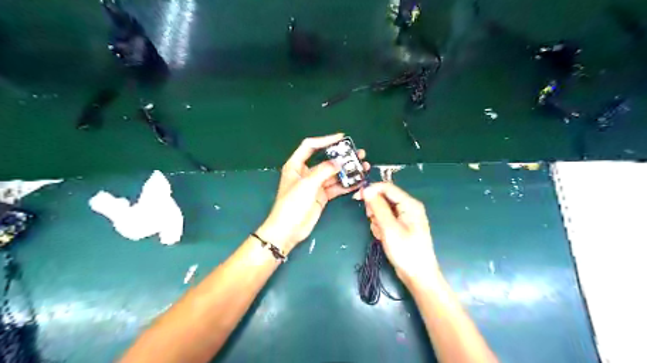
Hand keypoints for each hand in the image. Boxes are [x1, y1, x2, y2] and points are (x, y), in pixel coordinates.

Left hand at [258, 132, 369, 252]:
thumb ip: (324, 171)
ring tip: (363, 166)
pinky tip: (358, 181)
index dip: (325, 140)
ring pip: (333, 174)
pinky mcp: (322, 196)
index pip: (310, 146)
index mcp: (296, 165)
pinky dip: (347, 184)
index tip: (341, 138)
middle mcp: (306, 173)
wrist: (288, 230)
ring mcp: (315, 185)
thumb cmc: (292, 204)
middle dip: (341, 157)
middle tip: (358, 154)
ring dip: (347, 171)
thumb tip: (339, 162)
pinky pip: (336, 187)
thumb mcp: (307, 184)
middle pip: (325, 160)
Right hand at [354, 183, 439, 285]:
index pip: (387, 187)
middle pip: (384, 198)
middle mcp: (408, 207)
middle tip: (373, 221)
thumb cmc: (406, 251)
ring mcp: (404, 218)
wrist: (418, 276)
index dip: (371, 190)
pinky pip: (385, 220)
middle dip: (375, 209)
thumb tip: (367, 190)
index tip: (357, 197)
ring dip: (377, 220)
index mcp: (409, 204)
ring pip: (382, 210)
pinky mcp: (400, 227)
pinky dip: (380, 227)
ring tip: (381, 234)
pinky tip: (383, 238)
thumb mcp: (389, 228)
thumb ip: (378, 207)